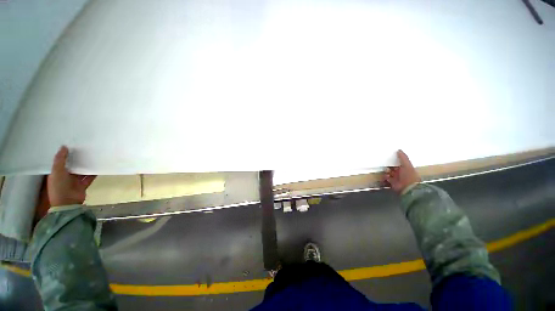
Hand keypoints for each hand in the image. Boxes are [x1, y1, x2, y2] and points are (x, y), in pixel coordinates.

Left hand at [47, 146, 95, 206]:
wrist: (68, 203)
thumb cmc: (59, 187)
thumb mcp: (57, 171)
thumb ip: (60, 159)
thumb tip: (64, 146)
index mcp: (56, 173)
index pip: (61, 162)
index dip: (65, 155)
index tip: (72, 146)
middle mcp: (65, 176)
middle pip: (72, 166)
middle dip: (77, 160)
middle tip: (84, 150)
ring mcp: (74, 182)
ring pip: (81, 171)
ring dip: (86, 166)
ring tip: (93, 157)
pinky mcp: (83, 185)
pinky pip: (89, 177)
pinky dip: (93, 173)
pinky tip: (98, 167)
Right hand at [383, 150, 420, 193]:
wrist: (408, 187)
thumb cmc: (409, 175)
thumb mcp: (407, 164)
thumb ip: (403, 157)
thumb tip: (399, 150)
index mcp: (406, 168)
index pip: (399, 162)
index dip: (394, 160)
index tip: (389, 157)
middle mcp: (401, 173)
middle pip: (392, 167)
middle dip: (389, 166)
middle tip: (386, 165)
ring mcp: (396, 178)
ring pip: (389, 172)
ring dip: (387, 172)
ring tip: (387, 171)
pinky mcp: (392, 182)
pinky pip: (386, 178)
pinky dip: (385, 177)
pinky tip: (387, 176)